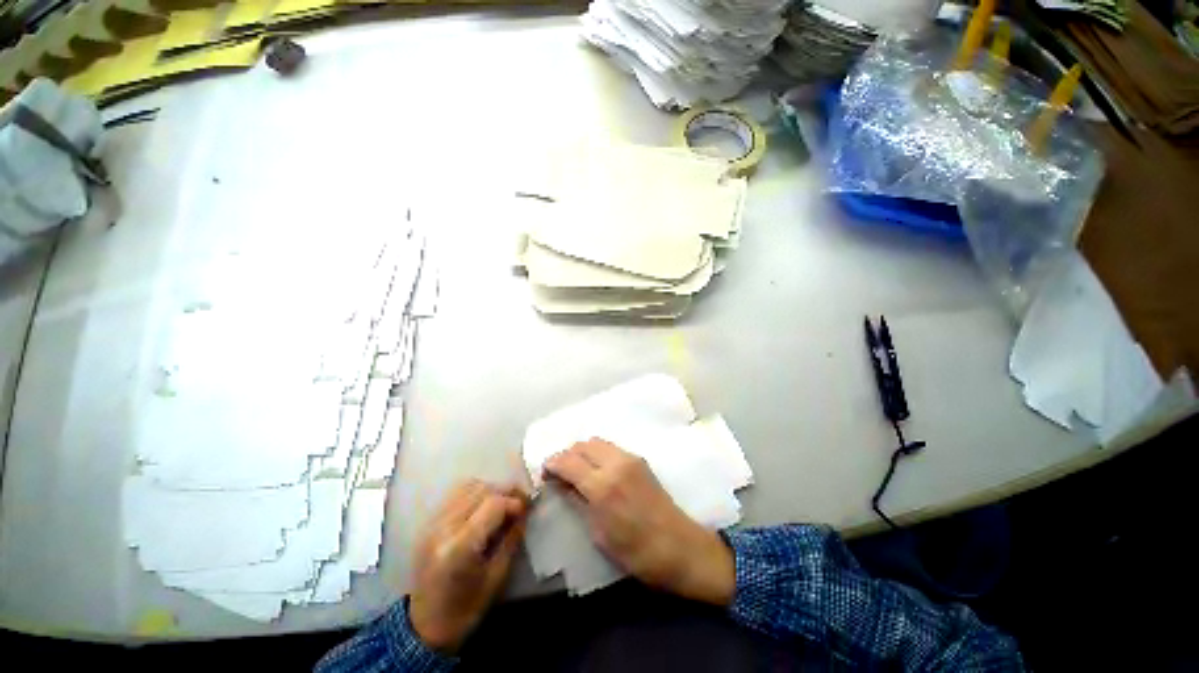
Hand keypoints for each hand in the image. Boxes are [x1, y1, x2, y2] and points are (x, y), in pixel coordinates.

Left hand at [409, 480, 528, 651]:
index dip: (515, 501)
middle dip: (506, 492)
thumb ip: (511, 539)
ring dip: (491, 490)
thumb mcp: (496, 577)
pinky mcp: (429, 523)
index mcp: (460, 548)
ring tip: (503, 503)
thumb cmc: (465, 609)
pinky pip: (456, 494)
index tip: (528, 508)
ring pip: (469, 487)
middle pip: (482, 490)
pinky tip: (484, 506)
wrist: (424, 626)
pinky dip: (475, 493)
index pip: (493, 505)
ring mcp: (433, 524)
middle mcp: (443, 528)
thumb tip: (525, 511)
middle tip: (520, 502)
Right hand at [544, 438, 734, 605]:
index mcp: (602, 485)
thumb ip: (578, 502)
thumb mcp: (599, 533)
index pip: (568, 461)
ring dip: (582, 451)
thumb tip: (561, 484)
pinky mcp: (640, 460)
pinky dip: (597, 452)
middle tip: (558, 472)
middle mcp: (615, 463)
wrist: (680, 547)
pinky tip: (595, 468)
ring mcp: (630, 458)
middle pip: (582, 445)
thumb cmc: (636, 552)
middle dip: (566, 454)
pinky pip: (611, 447)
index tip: (543, 472)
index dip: (552, 464)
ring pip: (597, 442)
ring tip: (575, 469)